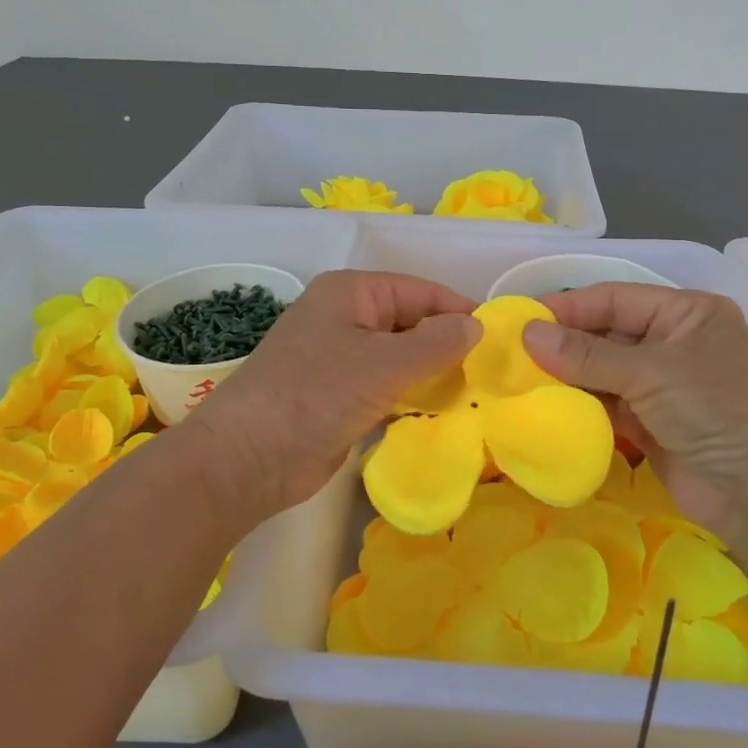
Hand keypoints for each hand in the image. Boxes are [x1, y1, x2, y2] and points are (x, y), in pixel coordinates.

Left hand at [197, 271, 480, 512]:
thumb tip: (476, 325)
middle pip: (409, 322)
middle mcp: (345, 318)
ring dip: (431, 373)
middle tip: (491, 372)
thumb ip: (436, 343)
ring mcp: (339, 358)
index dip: (458, 310)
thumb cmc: (317, 394)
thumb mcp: (384, 364)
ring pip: (399, 357)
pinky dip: (410, 395)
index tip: (498, 337)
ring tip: (474, 393)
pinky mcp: (337, 396)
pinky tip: (439, 411)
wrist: (249, 457)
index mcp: (351, 293)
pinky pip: (385, 386)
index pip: (419, 290)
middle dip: (447, 344)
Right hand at [523, 284, 747, 546]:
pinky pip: (609, 405)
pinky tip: (547, 405)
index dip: (569, 306)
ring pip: (604, 371)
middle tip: (512, 352)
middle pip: (607, 333)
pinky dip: (581, 404)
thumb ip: (586, 354)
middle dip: (564, 343)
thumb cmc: (718, 411)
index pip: (616, 298)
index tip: (522, 318)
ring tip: (520, 378)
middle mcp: (675, 343)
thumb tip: (527, 334)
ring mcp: (665, 386)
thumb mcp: (651, 372)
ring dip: (568, 375)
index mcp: (687, 313)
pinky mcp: (654, 425)